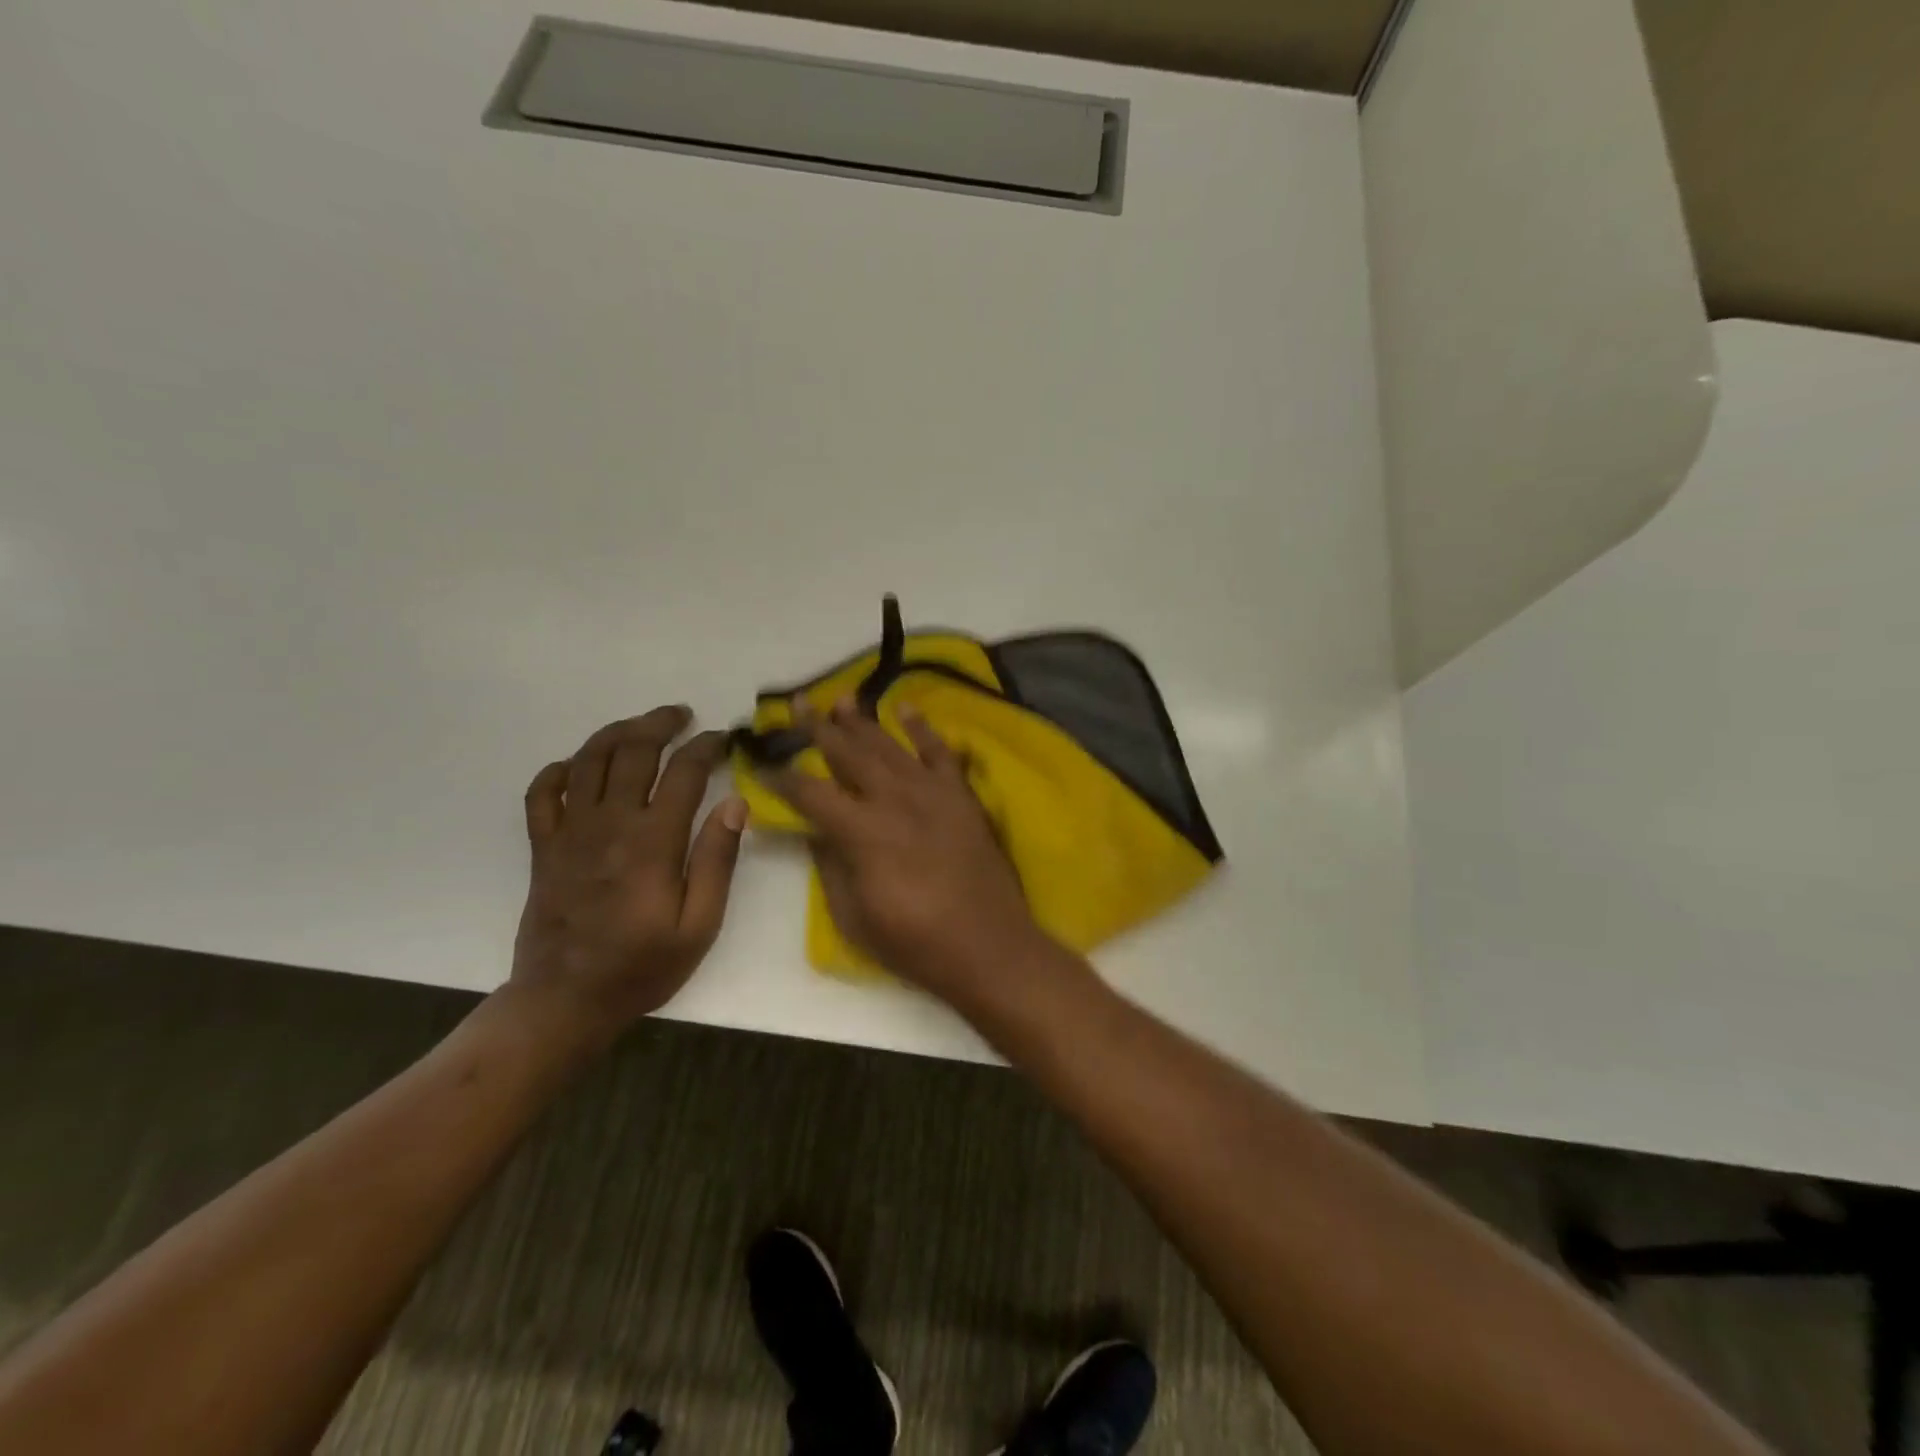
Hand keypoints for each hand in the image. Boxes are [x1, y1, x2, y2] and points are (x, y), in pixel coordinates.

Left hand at [511, 707, 746, 1045]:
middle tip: (682, 715)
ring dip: (617, 732)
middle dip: (660, 723)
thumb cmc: (642, 966)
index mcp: (652, 841)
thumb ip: (717, 860)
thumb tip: (736, 803)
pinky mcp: (544, 847)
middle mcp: (609, 823)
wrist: (565, 1001)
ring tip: (641, 726)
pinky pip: (543, 793)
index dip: (706, 746)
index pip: (683, 771)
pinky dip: (560, 770)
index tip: (723, 738)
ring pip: (588, 760)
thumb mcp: (700, 924)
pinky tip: (580, 766)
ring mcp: (570, 832)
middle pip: (633, 750)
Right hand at [772, 698, 1050, 1002]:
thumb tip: (816, 832)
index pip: (810, 793)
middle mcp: (893, 799)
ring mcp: (931, 793)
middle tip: (797, 702)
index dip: (783, 777)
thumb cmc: (914, 942)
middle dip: (818, 727)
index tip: (763, 763)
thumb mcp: (854, 916)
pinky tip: (906, 709)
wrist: (987, 946)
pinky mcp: (961, 796)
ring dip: (863, 721)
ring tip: (841, 698)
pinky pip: (940, 752)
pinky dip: (923, 728)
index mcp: (861, 831)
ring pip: (889, 746)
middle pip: (848, 754)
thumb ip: (831, 867)